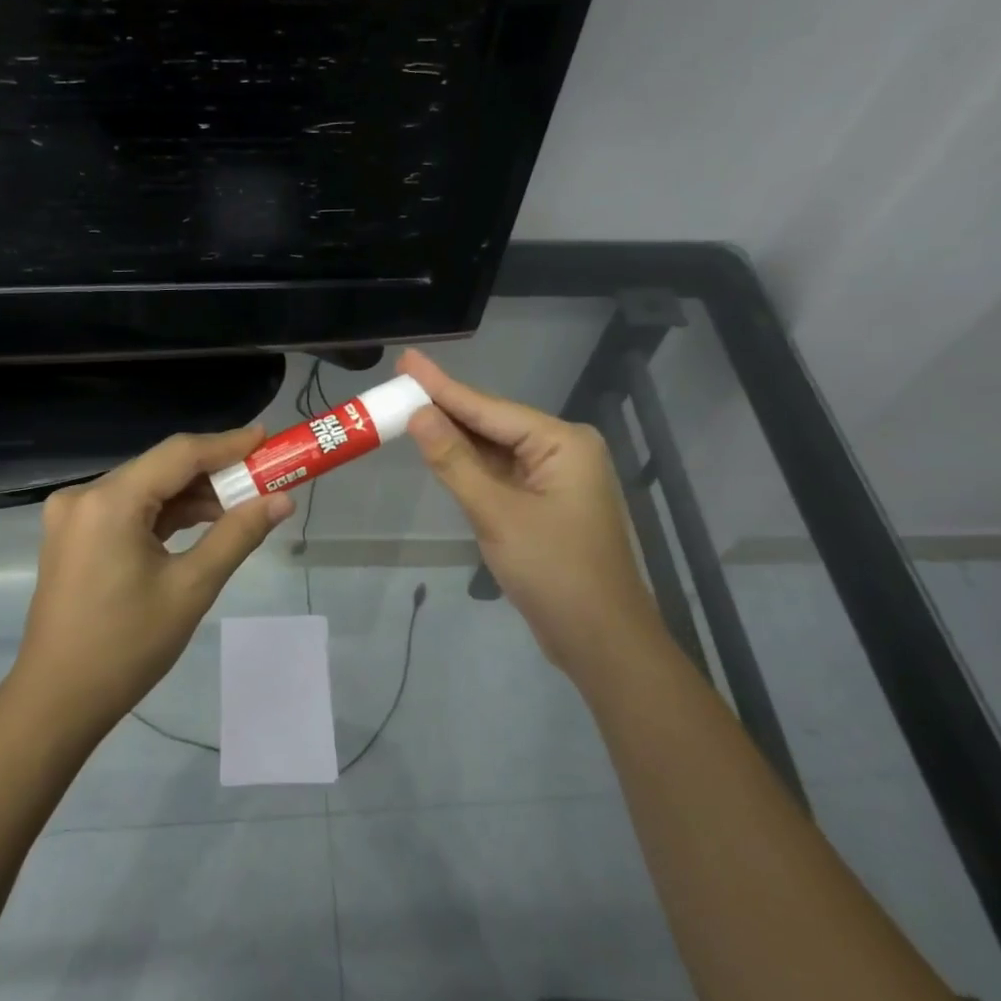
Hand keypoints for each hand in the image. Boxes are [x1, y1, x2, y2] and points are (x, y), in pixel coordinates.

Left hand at [11, 428, 294, 736]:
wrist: (58, 700)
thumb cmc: (127, 647)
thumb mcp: (191, 588)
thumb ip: (237, 535)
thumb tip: (281, 501)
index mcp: (109, 502)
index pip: (179, 454)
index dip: (227, 444)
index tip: (267, 438)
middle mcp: (85, 496)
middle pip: (161, 468)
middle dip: (214, 472)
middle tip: (264, 476)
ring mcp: (74, 515)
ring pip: (147, 488)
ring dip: (192, 495)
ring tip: (243, 504)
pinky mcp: (75, 535)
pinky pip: (129, 510)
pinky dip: (166, 514)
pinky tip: (203, 522)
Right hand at [397, 349, 657, 669]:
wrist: (599, 640)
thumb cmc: (553, 571)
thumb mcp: (496, 513)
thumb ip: (454, 461)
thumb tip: (418, 414)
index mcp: (562, 443)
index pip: (489, 408)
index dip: (442, 387)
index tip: (408, 361)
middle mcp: (562, 451)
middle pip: (493, 424)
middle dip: (446, 408)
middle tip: (401, 382)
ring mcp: (555, 479)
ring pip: (495, 450)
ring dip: (455, 437)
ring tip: (410, 408)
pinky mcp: (545, 504)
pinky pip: (501, 474)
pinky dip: (470, 466)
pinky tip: (441, 450)